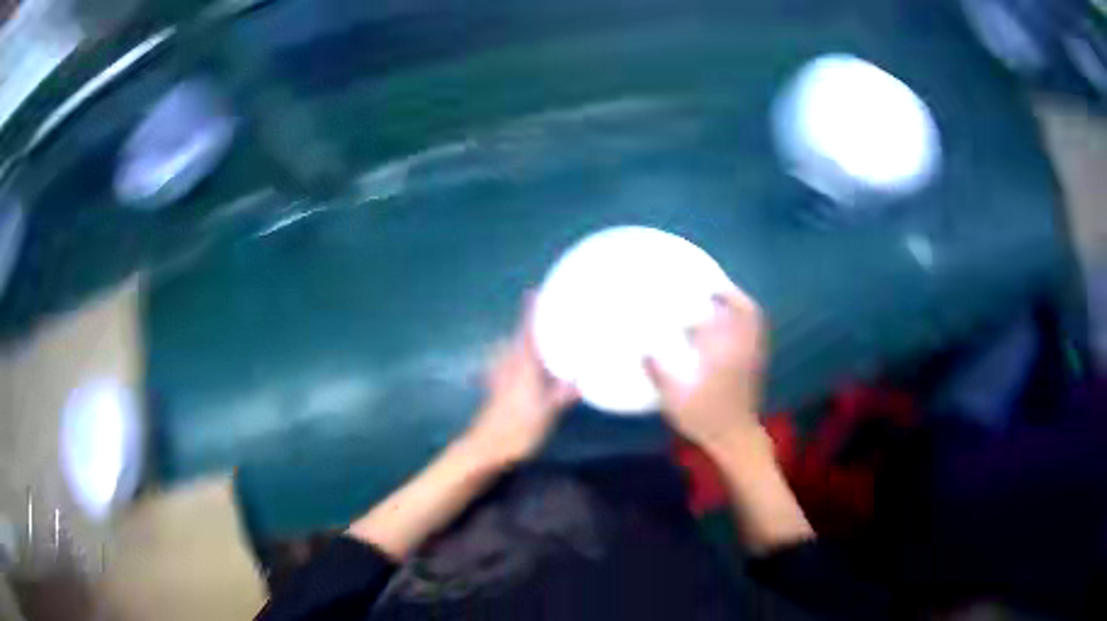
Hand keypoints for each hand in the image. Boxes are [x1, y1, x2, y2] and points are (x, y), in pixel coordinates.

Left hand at [465, 295, 578, 466]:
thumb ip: (563, 394)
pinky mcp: (495, 393)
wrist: (486, 448)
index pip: (527, 333)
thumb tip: (581, 377)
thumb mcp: (547, 412)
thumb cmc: (518, 428)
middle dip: (525, 325)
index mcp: (523, 367)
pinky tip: (514, 368)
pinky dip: (511, 361)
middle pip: (516, 340)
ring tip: (531, 339)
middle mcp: (509, 368)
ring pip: (509, 353)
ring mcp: (499, 380)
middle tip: (539, 315)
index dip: (529, 313)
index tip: (532, 291)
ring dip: (517, 342)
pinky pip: (505, 367)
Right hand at [645, 289, 765, 452]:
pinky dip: (745, 326)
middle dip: (734, 297)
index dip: (720, 297)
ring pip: (755, 324)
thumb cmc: (705, 418)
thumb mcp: (675, 399)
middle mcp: (743, 349)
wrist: (735, 439)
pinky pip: (755, 337)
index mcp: (725, 352)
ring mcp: (753, 358)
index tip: (706, 288)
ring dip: (741, 310)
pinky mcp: (756, 368)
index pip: (727, 315)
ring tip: (722, 304)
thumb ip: (659, 374)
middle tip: (715, 290)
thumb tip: (644, 351)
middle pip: (748, 313)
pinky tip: (728, 332)